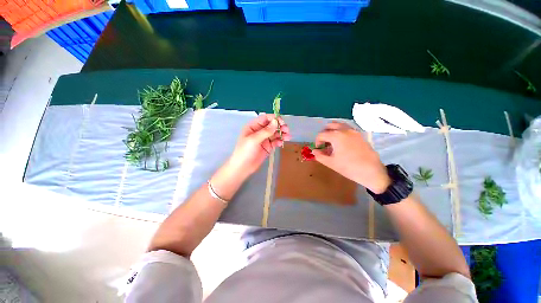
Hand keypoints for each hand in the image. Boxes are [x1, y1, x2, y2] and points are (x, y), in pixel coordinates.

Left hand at [227, 114, 290, 177]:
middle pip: (272, 125)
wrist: (242, 167)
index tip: (282, 122)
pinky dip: (279, 141)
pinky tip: (281, 143)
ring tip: (288, 137)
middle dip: (280, 126)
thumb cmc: (245, 151)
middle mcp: (259, 131)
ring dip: (282, 134)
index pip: (265, 118)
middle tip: (286, 130)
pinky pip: (275, 142)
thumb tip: (276, 122)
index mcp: (253, 126)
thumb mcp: (254, 140)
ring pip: (275, 133)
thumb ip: (265, 131)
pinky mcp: (267, 147)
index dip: (274, 119)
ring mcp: (264, 139)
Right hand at [313, 122, 390, 193]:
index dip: (317, 141)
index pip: (321, 134)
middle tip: (324, 143)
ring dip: (333, 130)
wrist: (371, 171)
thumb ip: (320, 156)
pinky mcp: (360, 134)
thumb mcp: (331, 163)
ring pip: (340, 125)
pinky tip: (342, 142)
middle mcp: (345, 130)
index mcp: (336, 136)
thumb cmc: (349, 167)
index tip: (319, 148)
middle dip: (324, 133)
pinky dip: (341, 131)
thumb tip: (314, 151)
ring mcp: (354, 131)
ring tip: (332, 141)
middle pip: (330, 125)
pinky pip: (347, 128)